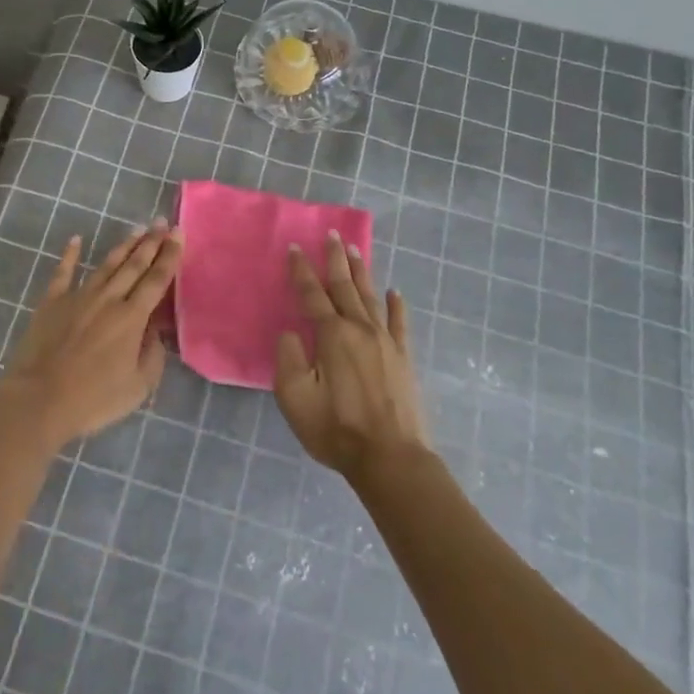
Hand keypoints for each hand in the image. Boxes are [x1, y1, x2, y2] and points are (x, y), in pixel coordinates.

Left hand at [0, 221, 182, 446]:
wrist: (39, 400)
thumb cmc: (93, 399)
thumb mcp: (138, 387)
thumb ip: (152, 355)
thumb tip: (156, 332)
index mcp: (132, 318)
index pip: (156, 280)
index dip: (170, 255)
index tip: (178, 233)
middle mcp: (108, 299)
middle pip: (134, 265)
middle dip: (151, 242)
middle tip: (162, 222)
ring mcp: (78, 297)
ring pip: (106, 265)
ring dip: (123, 246)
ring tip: (136, 229)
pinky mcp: (51, 303)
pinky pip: (63, 273)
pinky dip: (69, 255)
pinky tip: (75, 240)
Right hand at [274, 231, 431, 483]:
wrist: (391, 459)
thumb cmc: (336, 429)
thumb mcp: (295, 398)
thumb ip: (289, 359)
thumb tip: (291, 333)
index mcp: (331, 335)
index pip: (312, 294)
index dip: (301, 270)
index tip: (295, 247)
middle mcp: (359, 329)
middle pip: (344, 286)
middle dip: (335, 259)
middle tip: (332, 234)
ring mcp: (386, 342)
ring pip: (370, 297)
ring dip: (361, 272)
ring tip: (355, 250)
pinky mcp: (404, 358)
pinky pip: (399, 323)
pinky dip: (396, 305)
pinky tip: (395, 292)